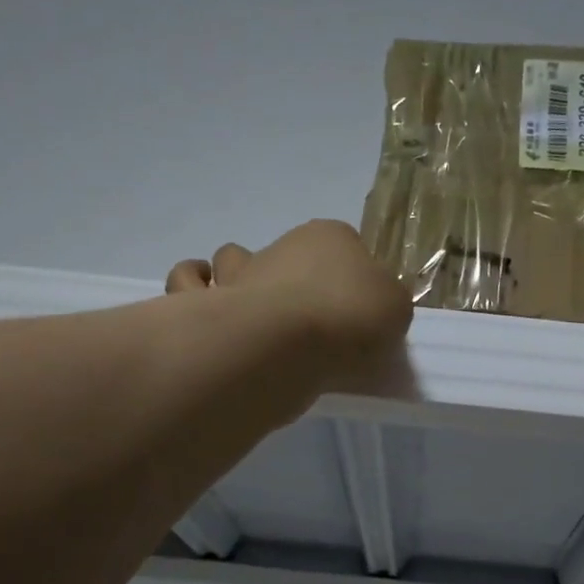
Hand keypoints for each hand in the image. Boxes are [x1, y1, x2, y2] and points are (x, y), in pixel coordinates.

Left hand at [165, 220, 412, 386]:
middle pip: (288, 254)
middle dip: (293, 277)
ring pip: (230, 259)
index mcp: (329, 238)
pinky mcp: (204, 302)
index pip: (345, 245)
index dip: (349, 274)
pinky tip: (207, 310)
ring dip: (237, 277)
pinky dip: (193, 290)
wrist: (284, 345)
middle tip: (307, 322)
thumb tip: (374, 301)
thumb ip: (387, 300)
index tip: (354, 308)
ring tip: (252, 313)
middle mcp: (279, 246)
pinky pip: (187, 283)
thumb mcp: (396, 308)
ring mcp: (237, 272)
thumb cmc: (348, 319)